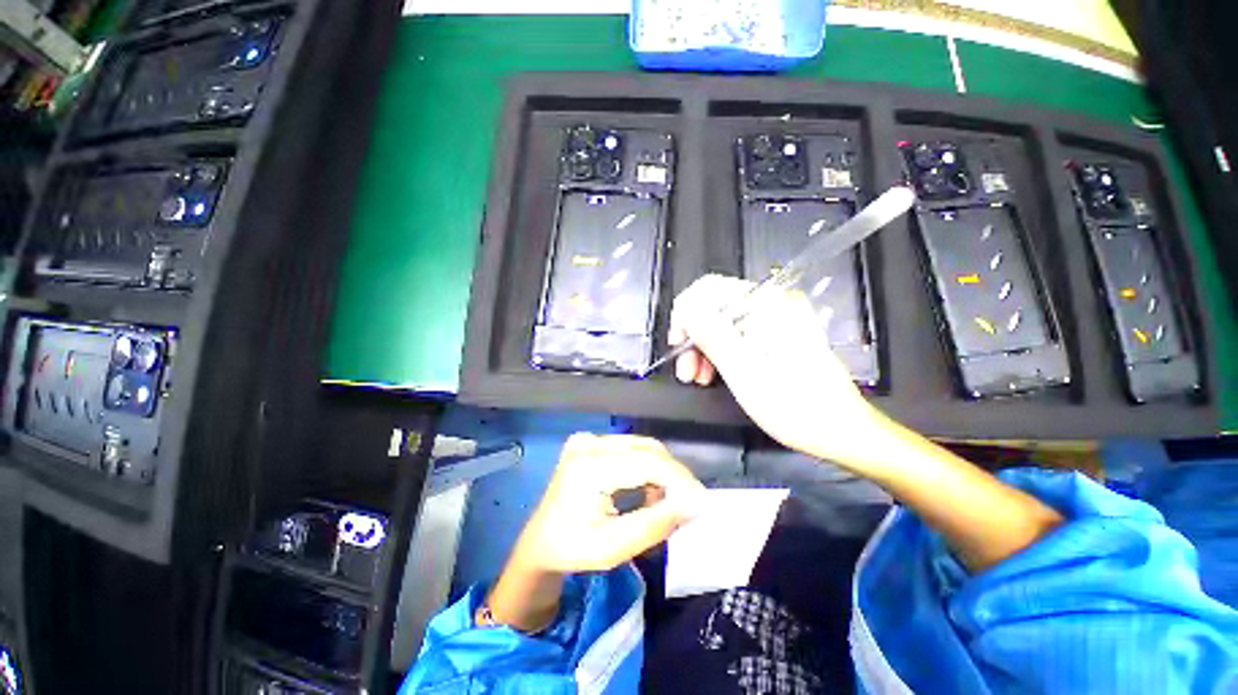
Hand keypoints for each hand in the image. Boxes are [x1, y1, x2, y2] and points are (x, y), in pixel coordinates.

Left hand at [511, 433, 704, 573]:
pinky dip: (647, 468)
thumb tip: (694, 504)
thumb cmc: (572, 551)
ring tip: (665, 503)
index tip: (701, 502)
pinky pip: (631, 449)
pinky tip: (648, 491)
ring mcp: (588, 439)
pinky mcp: (591, 442)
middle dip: (673, 476)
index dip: (679, 479)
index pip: (647, 461)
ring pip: (642, 446)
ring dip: (661, 472)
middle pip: (647, 448)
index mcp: (588, 467)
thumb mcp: (614, 548)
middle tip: (687, 506)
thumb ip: (656, 524)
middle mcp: (588, 443)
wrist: (540, 543)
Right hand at [669, 274, 897, 471]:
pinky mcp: (777, 336)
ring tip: (697, 378)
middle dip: (694, 336)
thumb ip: (712, 335)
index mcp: (768, 305)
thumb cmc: (794, 406)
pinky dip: (721, 352)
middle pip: (715, 306)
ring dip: (704, 347)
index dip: (686, 314)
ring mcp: (776, 320)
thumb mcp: (744, 371)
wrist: (841, 431)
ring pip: (723, 322)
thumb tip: (686, 310)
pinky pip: (737, 335)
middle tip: (686, 371)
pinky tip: (713, 374)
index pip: (709, 289)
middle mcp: (773, 304)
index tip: (678, 344)